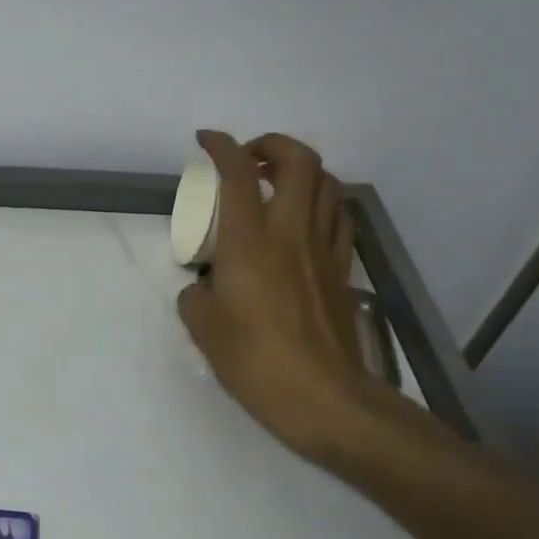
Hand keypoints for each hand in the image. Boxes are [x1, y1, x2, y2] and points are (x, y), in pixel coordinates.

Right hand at [177, 131, 371, 458]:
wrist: (322, 398)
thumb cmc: (254, 361)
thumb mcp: (203, 328)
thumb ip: (196, 295)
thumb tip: (204, 287)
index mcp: (249, 242)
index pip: (238, 174)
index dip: (221, 146)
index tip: (205, 140)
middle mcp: (291, 233)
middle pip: (299, 161)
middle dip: (272, 143)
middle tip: (248, 157)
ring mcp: (324, 250)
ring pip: (327, 184)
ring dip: (301, 169)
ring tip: (277, 182)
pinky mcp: (342, 271)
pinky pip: (338, 218)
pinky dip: (322, 203)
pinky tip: (305, 220)